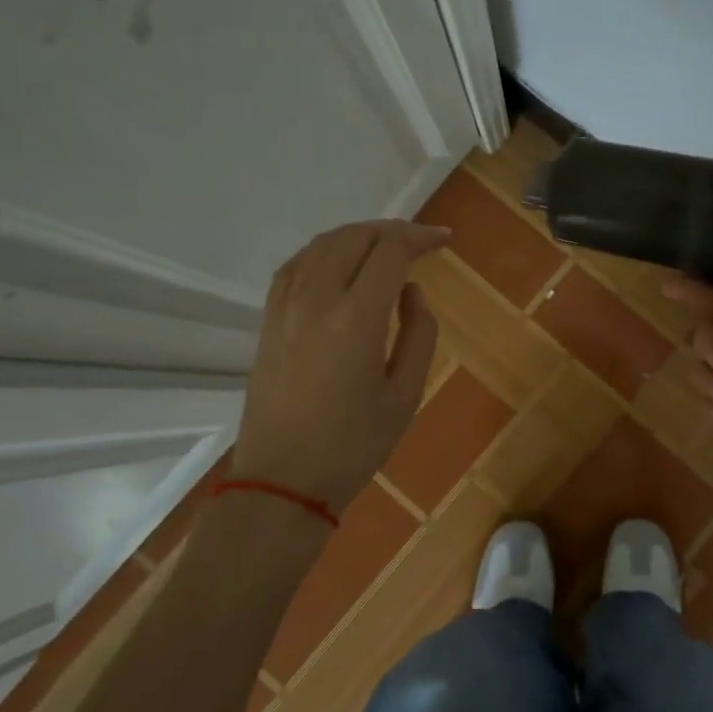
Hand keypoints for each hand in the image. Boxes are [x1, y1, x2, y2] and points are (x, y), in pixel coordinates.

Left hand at [230, 220, 449, 514]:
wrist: (282, 481)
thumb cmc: (353, 445)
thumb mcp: (405, 395)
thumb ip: (418, 334)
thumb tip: (410, 291)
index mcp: (356, 319)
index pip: (390, 252)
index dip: (420, 237)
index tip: (444, 240)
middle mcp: (317, 300)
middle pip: (354, 237)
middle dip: (392, 230)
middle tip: (420, 241)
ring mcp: (286, 308)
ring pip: (321, 245)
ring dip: (357, 235)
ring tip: (385, 245)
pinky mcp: (268, 320)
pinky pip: (295, 265)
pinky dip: (323, 251)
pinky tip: (338, 261)